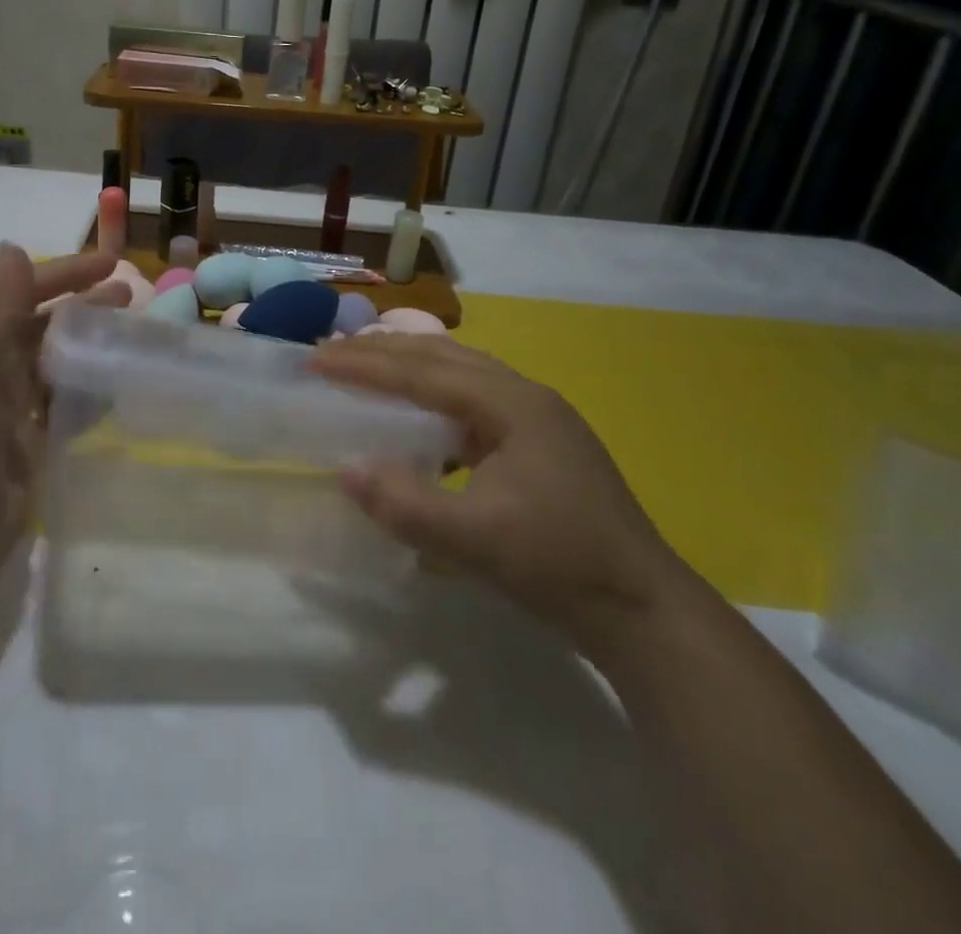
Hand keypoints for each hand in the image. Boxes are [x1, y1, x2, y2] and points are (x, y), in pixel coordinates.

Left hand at [0, 243, 125, 599]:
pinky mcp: (35, 446)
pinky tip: (123, 384)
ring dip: (94, 344)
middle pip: (49, 326)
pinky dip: (94, 390)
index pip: (25, 296)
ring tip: (136, 333)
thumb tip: (12, 247)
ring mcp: (17, 412)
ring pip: (63, 363)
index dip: (65, 274)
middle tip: (133, 296)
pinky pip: (70, 406)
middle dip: (86, 305)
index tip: (112, 265)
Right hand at [310, 334, 686, 648]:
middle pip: (443, 357)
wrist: (644, 610)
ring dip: (410, 366)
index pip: (424, 372)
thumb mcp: (477, 542)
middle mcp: (526, 396)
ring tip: (365, 366)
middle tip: (330, 352)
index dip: (365, 365)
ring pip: (461, 373)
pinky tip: (419, 419)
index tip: (315, 359)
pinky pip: (473, 400)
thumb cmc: (561, 566)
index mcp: (513, 404)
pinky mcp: (540, 444)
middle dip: (383, 351)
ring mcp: (538, 419)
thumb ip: (407, 505)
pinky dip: (434, 396)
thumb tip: (345, 470)